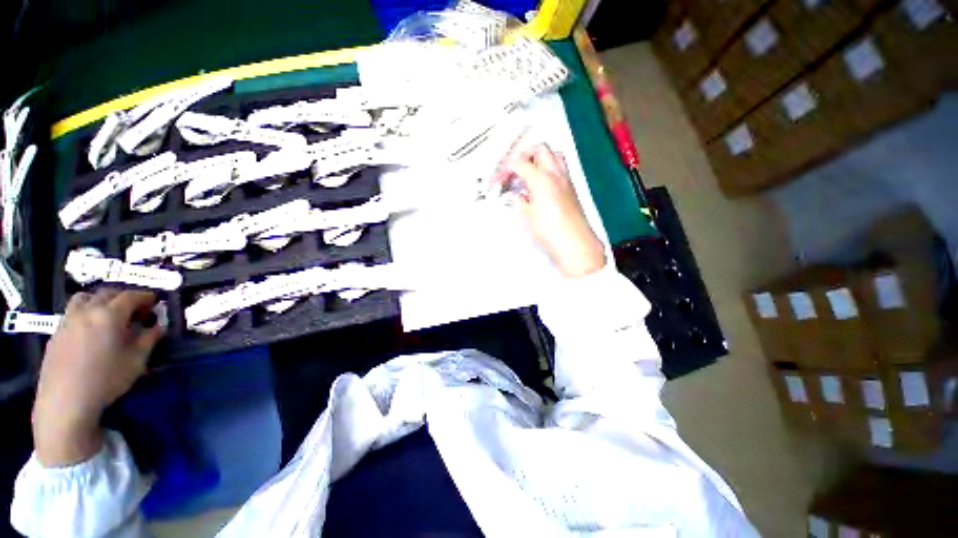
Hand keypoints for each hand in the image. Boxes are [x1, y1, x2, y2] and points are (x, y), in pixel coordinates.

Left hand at [33, 289, 164, 466]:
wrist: (66, 400)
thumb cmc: (106, 380)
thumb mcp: (136, 361)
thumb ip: (149, 339)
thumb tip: (158, 326)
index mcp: (110, 315)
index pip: (131, 296)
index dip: (145, 296)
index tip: (155, 301)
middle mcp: (87, 311)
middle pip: (106, 293)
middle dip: (123, 296)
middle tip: (135, 308)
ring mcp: (68, 320)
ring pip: (84, 298)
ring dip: (100, 300)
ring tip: (109, 314)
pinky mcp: (57, 333)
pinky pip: (72, 312)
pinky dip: (85, 312)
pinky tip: (90, 329)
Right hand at [498, 144, 605, 277]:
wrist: (575, 245)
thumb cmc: (551, 232)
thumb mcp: (527, 216)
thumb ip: (520, 202)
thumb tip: (519, 196)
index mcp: (542, 179)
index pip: (520, 162)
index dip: (506, 168)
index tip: (500, 178)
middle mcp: (556, 175)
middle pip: (540, 149)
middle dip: (524, 155)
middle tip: (514, 169)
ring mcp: (566, 181)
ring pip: (553, 156)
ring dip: (538, 160)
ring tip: (527, 175)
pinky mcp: (571, 190)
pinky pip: (560, 170)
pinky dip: (548, 171)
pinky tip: (540, 187)